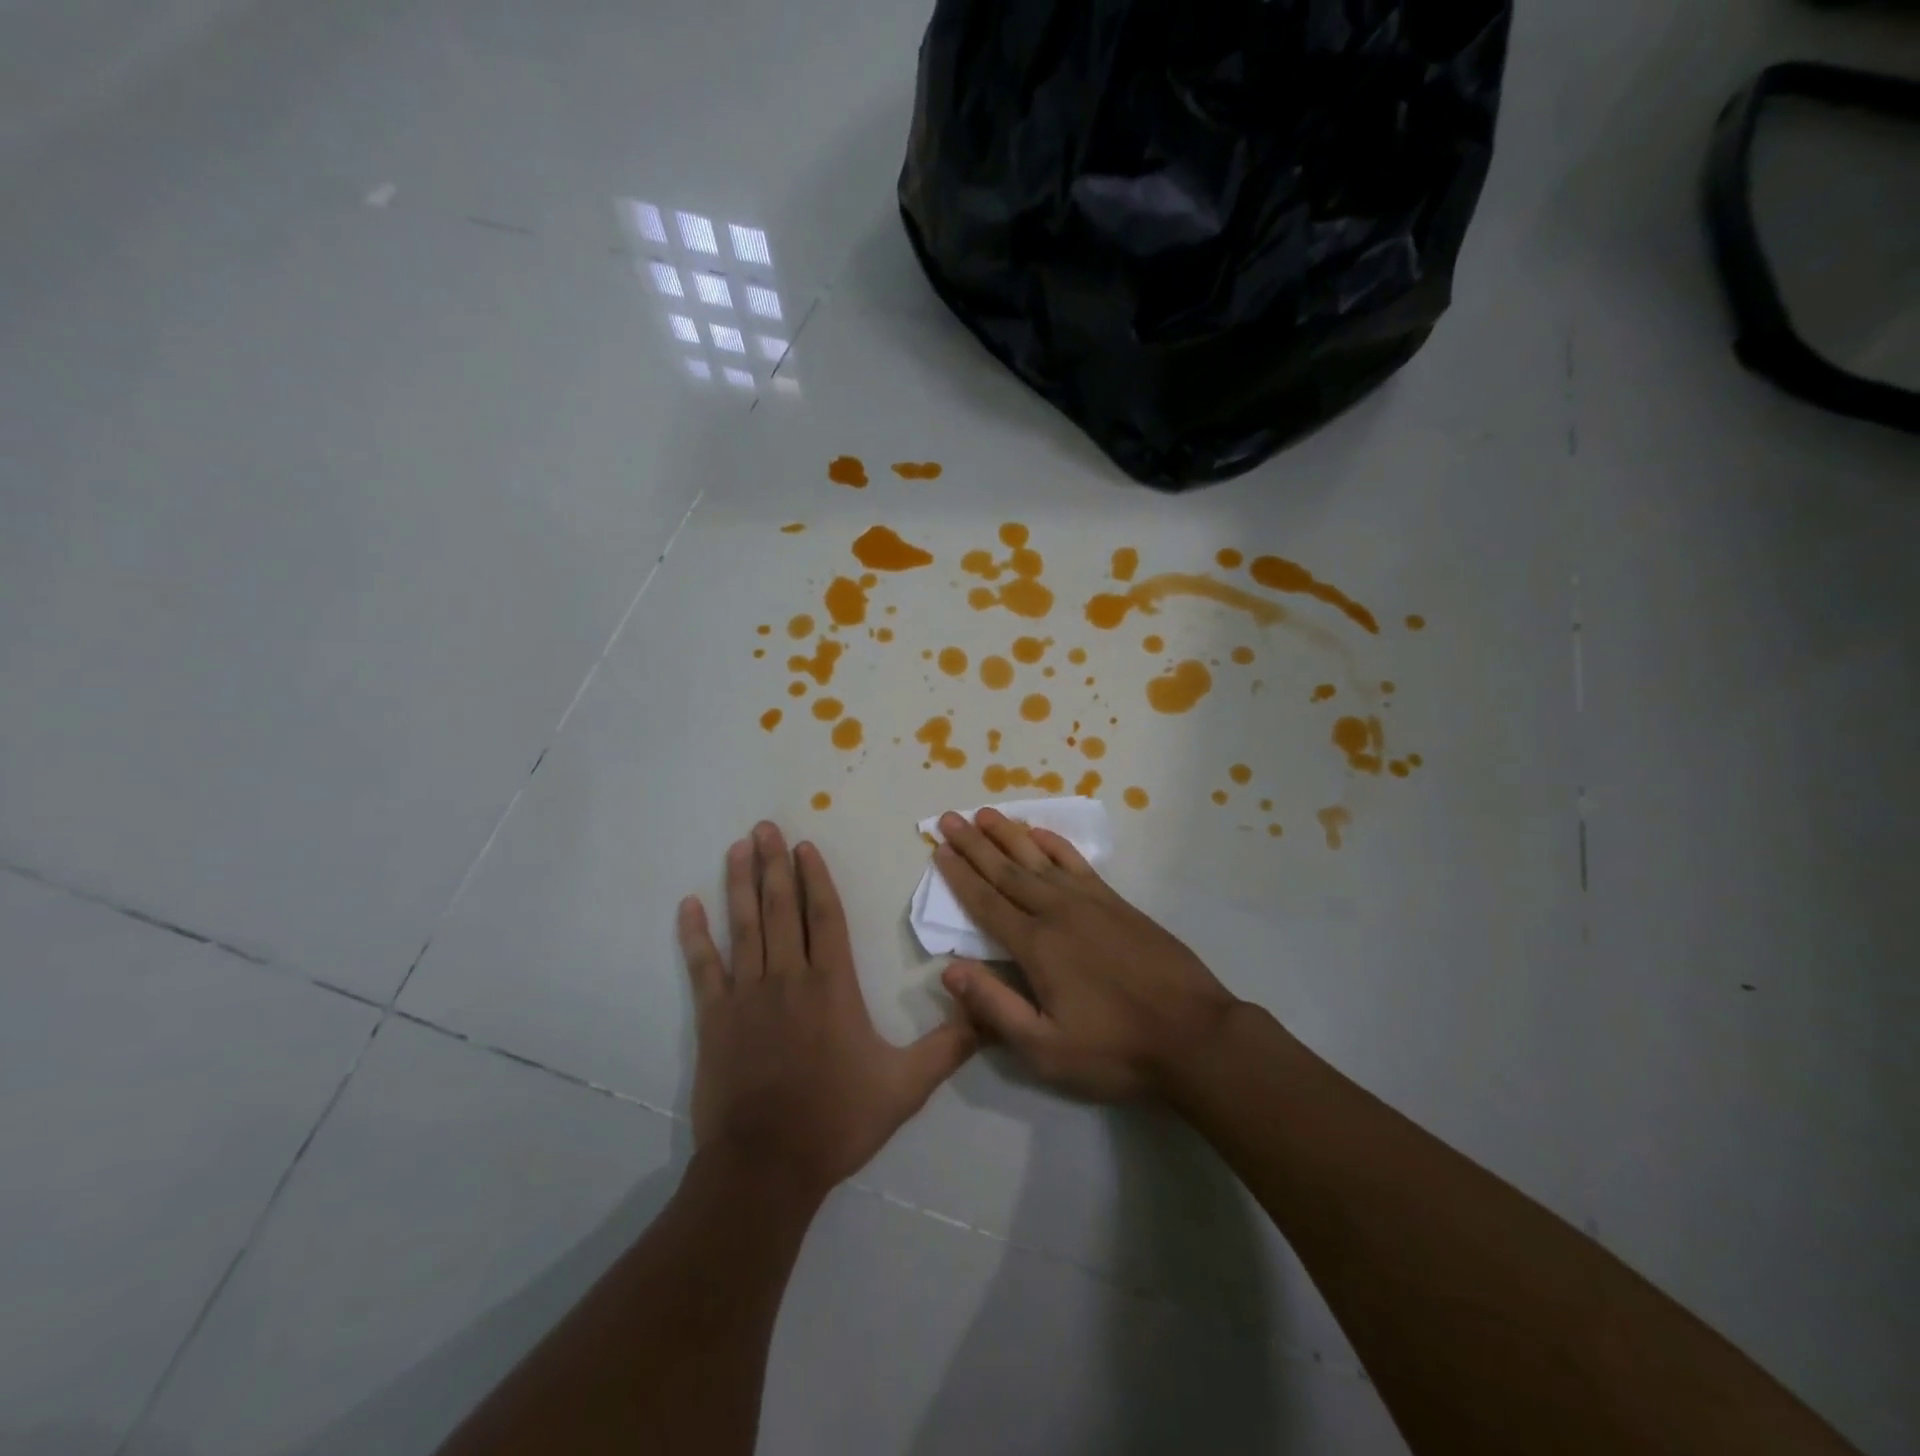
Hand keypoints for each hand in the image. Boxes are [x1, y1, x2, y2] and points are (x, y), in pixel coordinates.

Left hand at [678, 822, 975, 1197]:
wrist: (766, 1166)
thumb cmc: (837, 1120)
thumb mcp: (906, 1087)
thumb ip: (949, 1046)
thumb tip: (990, 1014)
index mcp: (832, 985)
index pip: (825, 916)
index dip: (814, 877)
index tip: (803, 846)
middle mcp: (788, 977)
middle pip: (781, 908)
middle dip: (774, 864)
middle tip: (764, 827)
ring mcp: (747, 994)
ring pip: (744, 926)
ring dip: (740, 884)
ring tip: (737, 848)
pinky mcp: (714, 1018)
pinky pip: (703, 966)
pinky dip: (695, 935)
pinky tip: (689, 905)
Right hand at [932, 808, 1240, 1101]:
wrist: (1194, 1035)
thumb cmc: (1115, 1050)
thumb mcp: (1045, 1050)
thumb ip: (995, 1008)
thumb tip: (949, 970)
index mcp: (1036, 947)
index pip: (986, 902)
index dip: (959, 875)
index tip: (939, 849)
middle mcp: (1057, 913)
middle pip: (1006, 870)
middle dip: (974, 843)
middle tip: (950, 817)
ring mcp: (1090, 902)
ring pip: (1039, 859)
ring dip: (1009, 834)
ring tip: (985, 813)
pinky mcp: (1117, 902)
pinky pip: (1077, 862)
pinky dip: (1055, 844)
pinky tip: (1041, 833)